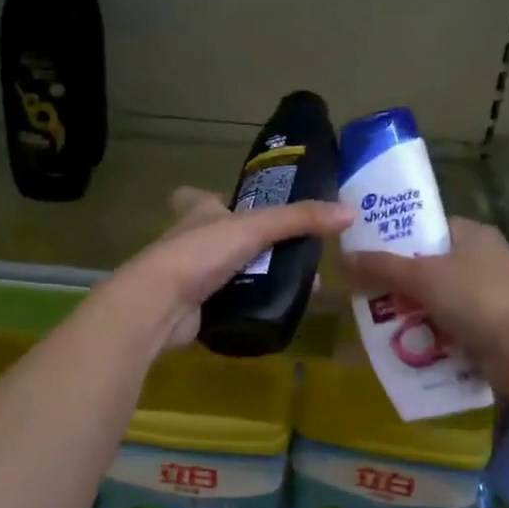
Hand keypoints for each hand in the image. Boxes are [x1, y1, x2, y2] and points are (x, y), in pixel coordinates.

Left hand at [109, 187, 353, 348]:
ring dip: (256, 278)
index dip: (218, 199)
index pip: (200, 197)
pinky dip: (248, 306)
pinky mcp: (193, 309)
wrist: (159, 305)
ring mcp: (188, 276)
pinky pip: (226, 304)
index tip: (242, 206)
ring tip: (296, 285)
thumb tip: (349, 212)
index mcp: (197, 211)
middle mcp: (189, 240)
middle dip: (253, 244)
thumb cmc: (201, 252)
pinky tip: (275, 310)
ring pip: (227, 272)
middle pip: (221, 237)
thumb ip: (300, 219)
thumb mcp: (255, 227)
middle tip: (293, 253)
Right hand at [342, 219, 508, 392]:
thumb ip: (381, 266)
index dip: (396, 238)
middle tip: (366, 293)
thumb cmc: (476, 298)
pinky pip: (449, 327)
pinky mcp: (489, 328)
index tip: (367, 253)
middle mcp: (482, 260)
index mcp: (471, 234)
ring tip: (379, 323)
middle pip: (428, 266)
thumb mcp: (422, 276)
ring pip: (436, 299)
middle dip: (398, 282)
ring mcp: (488, 296)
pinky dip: (430, 335)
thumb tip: (342, 258)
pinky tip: (406, 345)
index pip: (427, 228)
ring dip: (411, 312)